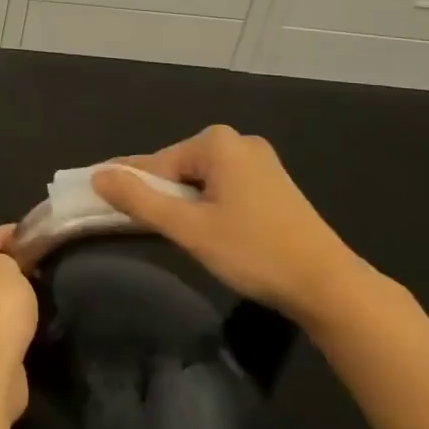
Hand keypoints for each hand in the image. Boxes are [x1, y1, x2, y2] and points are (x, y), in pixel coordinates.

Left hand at [0, 226, 38, 415]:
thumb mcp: (6, 266)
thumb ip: (7, 259)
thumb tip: (7, 267)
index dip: (7, 234)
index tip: (30, 234)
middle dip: (1, 267)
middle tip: (31, 265)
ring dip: (1, 298)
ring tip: (30, 293)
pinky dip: (2, 323)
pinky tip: (21, 322)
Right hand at [91, 125, 370, 325]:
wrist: (329, 286)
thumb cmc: (254, 252)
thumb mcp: (189, 228)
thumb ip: (140, 200)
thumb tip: (98, 175)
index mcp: (217, 143)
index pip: (157, 163)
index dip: (130, 186)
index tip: (101, 200)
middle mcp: (239, 141)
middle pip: (179, 169)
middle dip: (160, 197)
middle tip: (140, 228)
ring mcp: (260, 162)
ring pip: (201, 181)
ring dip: (184, 205)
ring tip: (173, 234)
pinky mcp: (273, 185)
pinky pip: (224, 188)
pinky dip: (208, 207)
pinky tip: (207, 232)